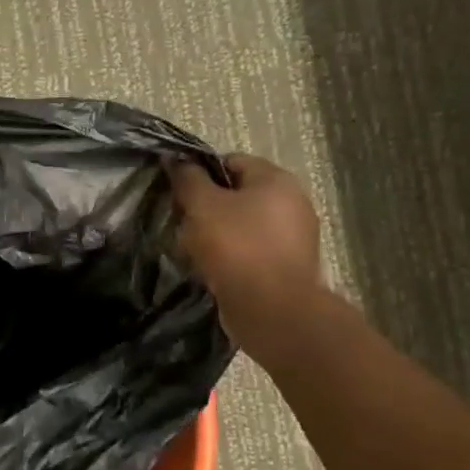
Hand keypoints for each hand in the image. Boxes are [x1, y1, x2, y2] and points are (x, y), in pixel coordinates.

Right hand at [170, 154, 322, 343]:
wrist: (272, 310)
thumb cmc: (236, 247)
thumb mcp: (202, 206)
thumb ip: (188, 179)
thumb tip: (176, 159)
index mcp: (276, 180)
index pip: (231, 162)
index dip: (200, 175)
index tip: (178, 196)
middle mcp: (292, 203)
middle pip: (237, 196)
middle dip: (206, 209)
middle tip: (182, 226)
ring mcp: (294, 238)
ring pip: (242, 226)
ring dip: (215, 236)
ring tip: (192, 253)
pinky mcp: (287, 268)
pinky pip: (251, 252)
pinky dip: (231, 258)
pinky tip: (212, 272)